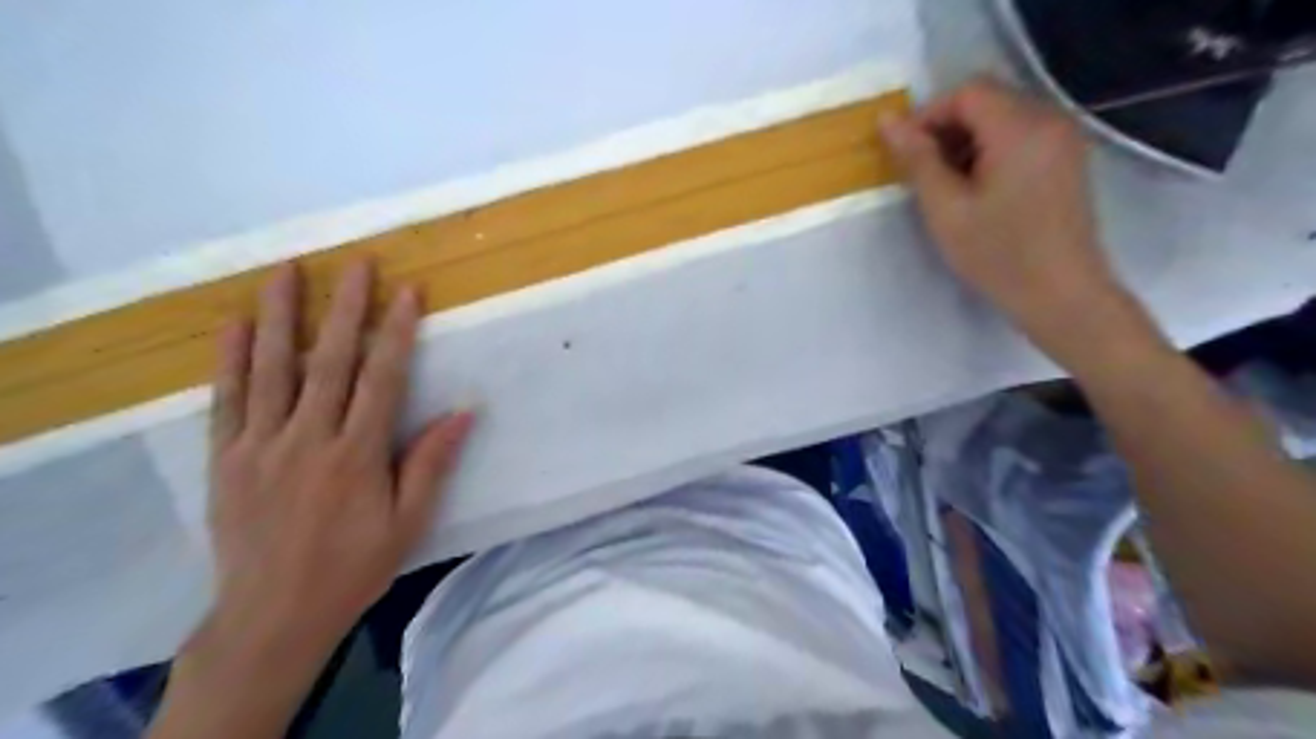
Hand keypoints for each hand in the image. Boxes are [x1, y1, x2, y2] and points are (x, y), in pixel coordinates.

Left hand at [205, 261, 471, 652]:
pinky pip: (227, 400)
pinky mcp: (225, 459)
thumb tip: (465, 411)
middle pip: (328, 361)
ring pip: (272, 369)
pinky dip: (231, 360)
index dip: (396, 332)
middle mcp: (308, 440)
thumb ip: (431, 463)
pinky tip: (235, 325)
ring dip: (279, 316)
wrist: (272, 615)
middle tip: (355, 263)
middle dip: (345, 308)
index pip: (382, 379)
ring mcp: (260, 446)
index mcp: (357, 456)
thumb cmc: (352, 567)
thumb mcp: (408, 523)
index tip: (407, 292)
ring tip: (287, 271)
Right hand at [876, 74, 1124, 348]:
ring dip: (966, 141)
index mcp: (1020, 127)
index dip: (928, 116)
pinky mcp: (1066, 158)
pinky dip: (990, 150)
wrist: (1061, 295)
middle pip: (987, 99)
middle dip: (946, 128)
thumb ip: (917, 160)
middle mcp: (1049, 119)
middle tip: (922, 173)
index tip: (905, 155)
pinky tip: (977, 189)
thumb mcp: (945, 209)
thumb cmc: (998, 255)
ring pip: (1003, 117)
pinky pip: (1021, 135)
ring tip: (946, 185)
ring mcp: (1063, 138)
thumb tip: (887, 120)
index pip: (966, 92)